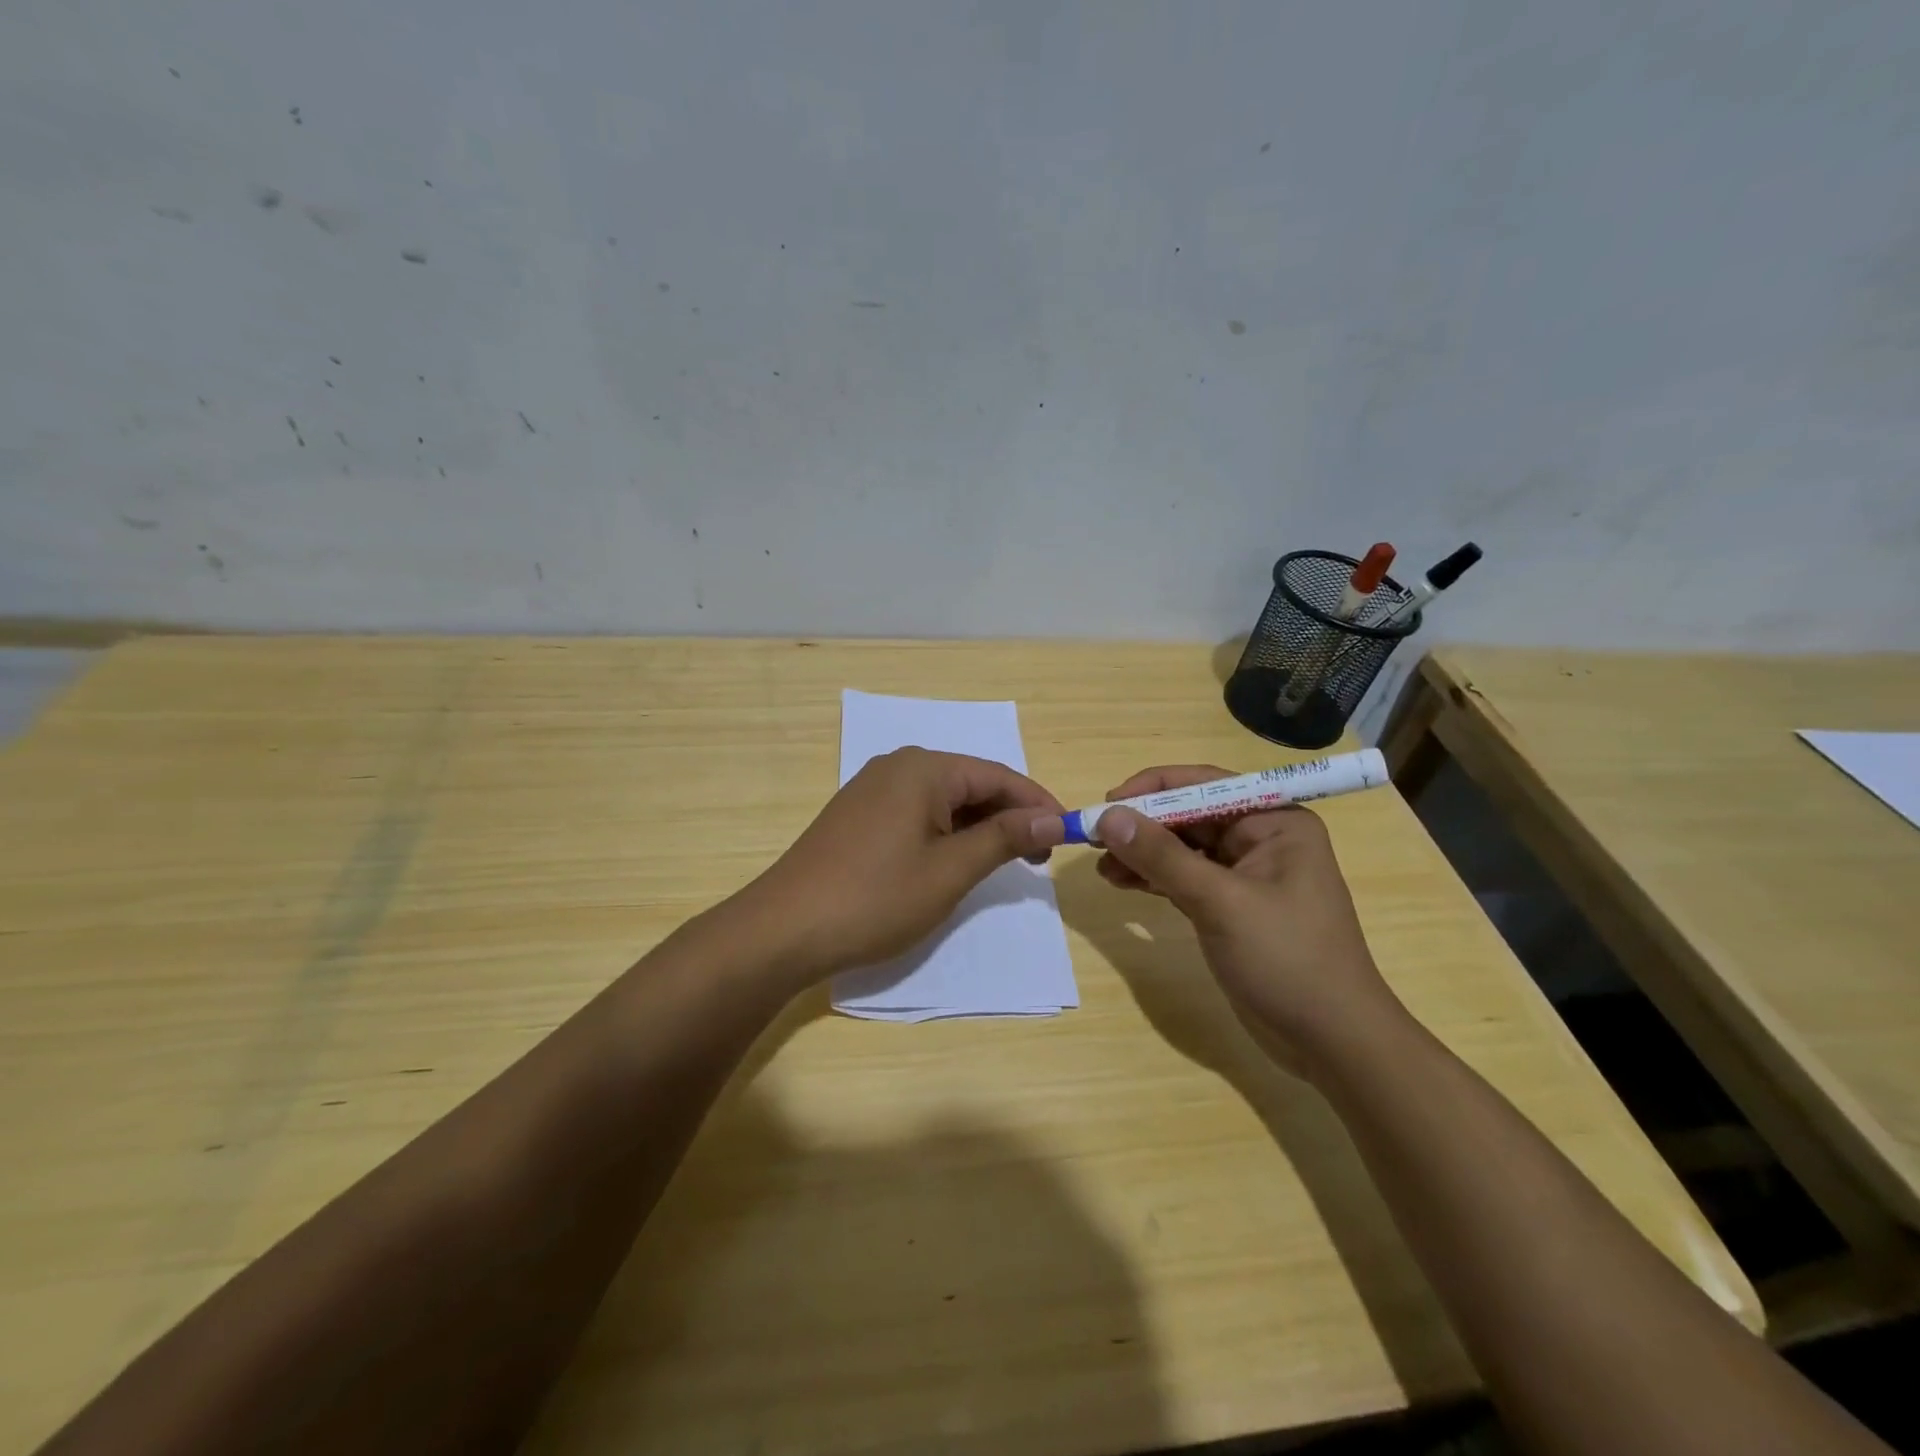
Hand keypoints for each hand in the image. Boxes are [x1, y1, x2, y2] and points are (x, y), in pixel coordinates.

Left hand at [735, 747, 1065, 983]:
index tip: (1068, 834)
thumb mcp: (950, 870)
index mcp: (923, 769)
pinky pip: (917, 813)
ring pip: (944, 800)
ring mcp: (873, 790)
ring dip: (979, 828)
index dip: (1037, 803)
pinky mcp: (859, 815)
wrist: (784, 929)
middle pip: (971, 784)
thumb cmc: (876, 898)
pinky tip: (957, 861)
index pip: (998, 775)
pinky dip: (946, 833)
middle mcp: (898, 767)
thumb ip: (1004, 838)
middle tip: (1040, 857)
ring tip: (1007, 863)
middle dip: (1009, 817)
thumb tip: (1053, 817)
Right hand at [1094, 765, 1406, 1076]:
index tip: (1107, 805)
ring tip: (1101, 867)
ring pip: (1182, 848)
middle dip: (1142, 825)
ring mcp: (1244, 874)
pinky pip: (1183, 877)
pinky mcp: (1230, 906)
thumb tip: (1108, 816)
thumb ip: (1162, 857)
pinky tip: (1121, 882)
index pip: (1204, 785)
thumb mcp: (1220, 902)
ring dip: (1142, 853)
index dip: (1152, 789)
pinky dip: (1153, 878)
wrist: (1332, 1041)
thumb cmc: (1287, 959)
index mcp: (1274, 821)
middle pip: (1189, 815)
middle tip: (1094, 838)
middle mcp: (1260, 838)